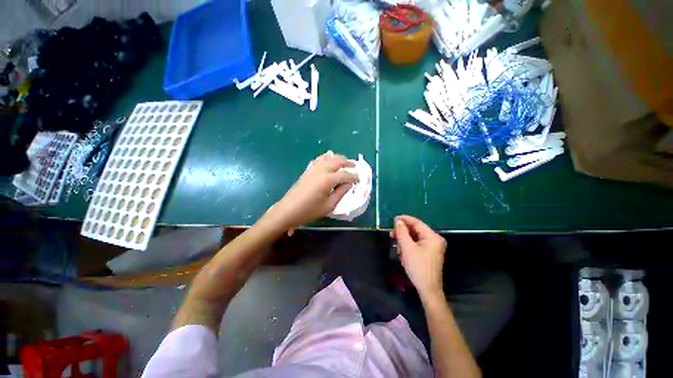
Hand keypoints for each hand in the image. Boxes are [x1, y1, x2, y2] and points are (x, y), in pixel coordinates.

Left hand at [267, 152, 357, 231]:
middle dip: (347, 162)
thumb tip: (349, 184)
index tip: (359, 178)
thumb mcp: (329, 205)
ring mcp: (313, 169)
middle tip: (354, 166)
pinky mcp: (307, 170)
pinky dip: (326, 158)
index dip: (353, 176)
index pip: (344, 174)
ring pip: (327, 157)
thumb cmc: (310, 210)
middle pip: (337, 161)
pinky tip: (328, 161)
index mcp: (327, 180)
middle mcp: (321, 170)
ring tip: (344, 162)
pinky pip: (319, 159)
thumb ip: (341, 193)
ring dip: (337, 158)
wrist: (289, 210)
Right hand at [390, 215, 446, 298]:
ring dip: (404, 242)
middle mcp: (434, 240)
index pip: (417, 223)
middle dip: (403, 234)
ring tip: (399, 251)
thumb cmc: (418, 267)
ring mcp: (432, 247)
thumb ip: (402, 232)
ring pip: (414, 238)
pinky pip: (416, 245)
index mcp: (432, 237)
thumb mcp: (407, 247)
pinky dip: (408, 247)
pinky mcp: (429, 253)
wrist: (427, 289)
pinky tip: (403, 255)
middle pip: (415, 230)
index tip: (393, 219)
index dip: (405, 219)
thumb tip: (398, 220)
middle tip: (391, 235)